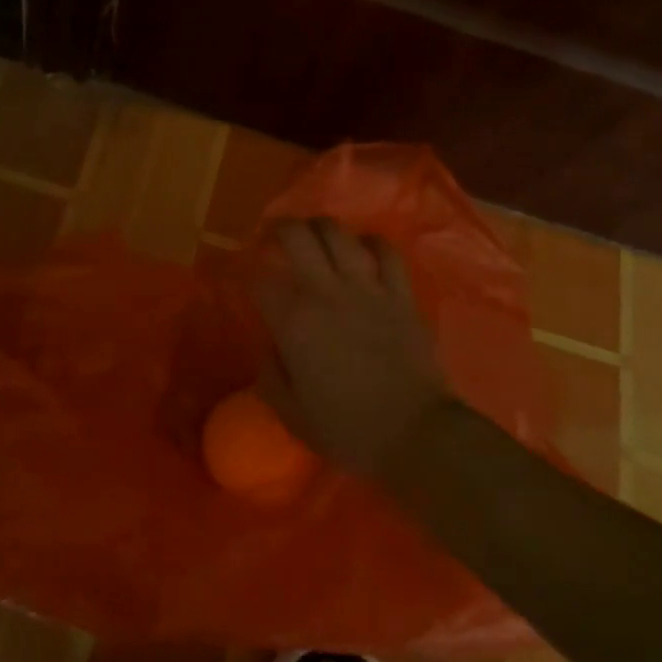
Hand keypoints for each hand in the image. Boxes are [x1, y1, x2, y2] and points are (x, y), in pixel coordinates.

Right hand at [253, 217, 453, 476]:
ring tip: (314, 235)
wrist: (416, 434)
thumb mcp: (291, 413)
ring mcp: (367, 288)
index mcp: (294, 320)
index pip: (260, 278)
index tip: (244, 275)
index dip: (246, 271)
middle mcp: (326, 292)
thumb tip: (269, 345)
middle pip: (296, 235)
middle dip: (278, 228)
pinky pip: (386, 252)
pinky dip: (370, 243)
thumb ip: (270, 374)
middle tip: (272, 236)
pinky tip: (362, 248)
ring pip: (338, 233)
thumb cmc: (348, 429)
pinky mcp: (400, 294)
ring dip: (320, 227)